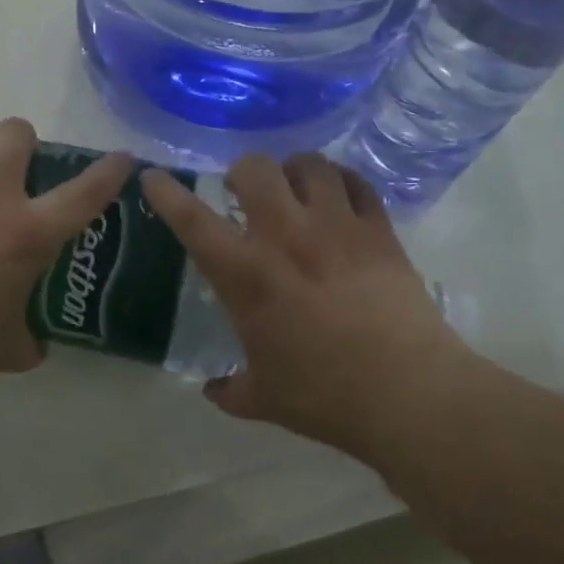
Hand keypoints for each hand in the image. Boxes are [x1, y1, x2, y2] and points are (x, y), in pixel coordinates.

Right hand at [141, 155, 464, 462]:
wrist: (409, 395)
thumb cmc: (325, 397)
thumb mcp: (264, 399)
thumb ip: (231, 389)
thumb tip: (213, 390)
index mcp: (246, 275)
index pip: (193, 220)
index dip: (167, 193)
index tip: (154, 177)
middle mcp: (286, 236)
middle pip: (255, 168)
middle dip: (243, 172)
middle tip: (246, 192)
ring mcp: (336, 227)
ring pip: (309, 164)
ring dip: (294, 170)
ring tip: (295, 186)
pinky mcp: (379, 231)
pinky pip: (356, 183)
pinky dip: (342, 181)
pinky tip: (339, 196)